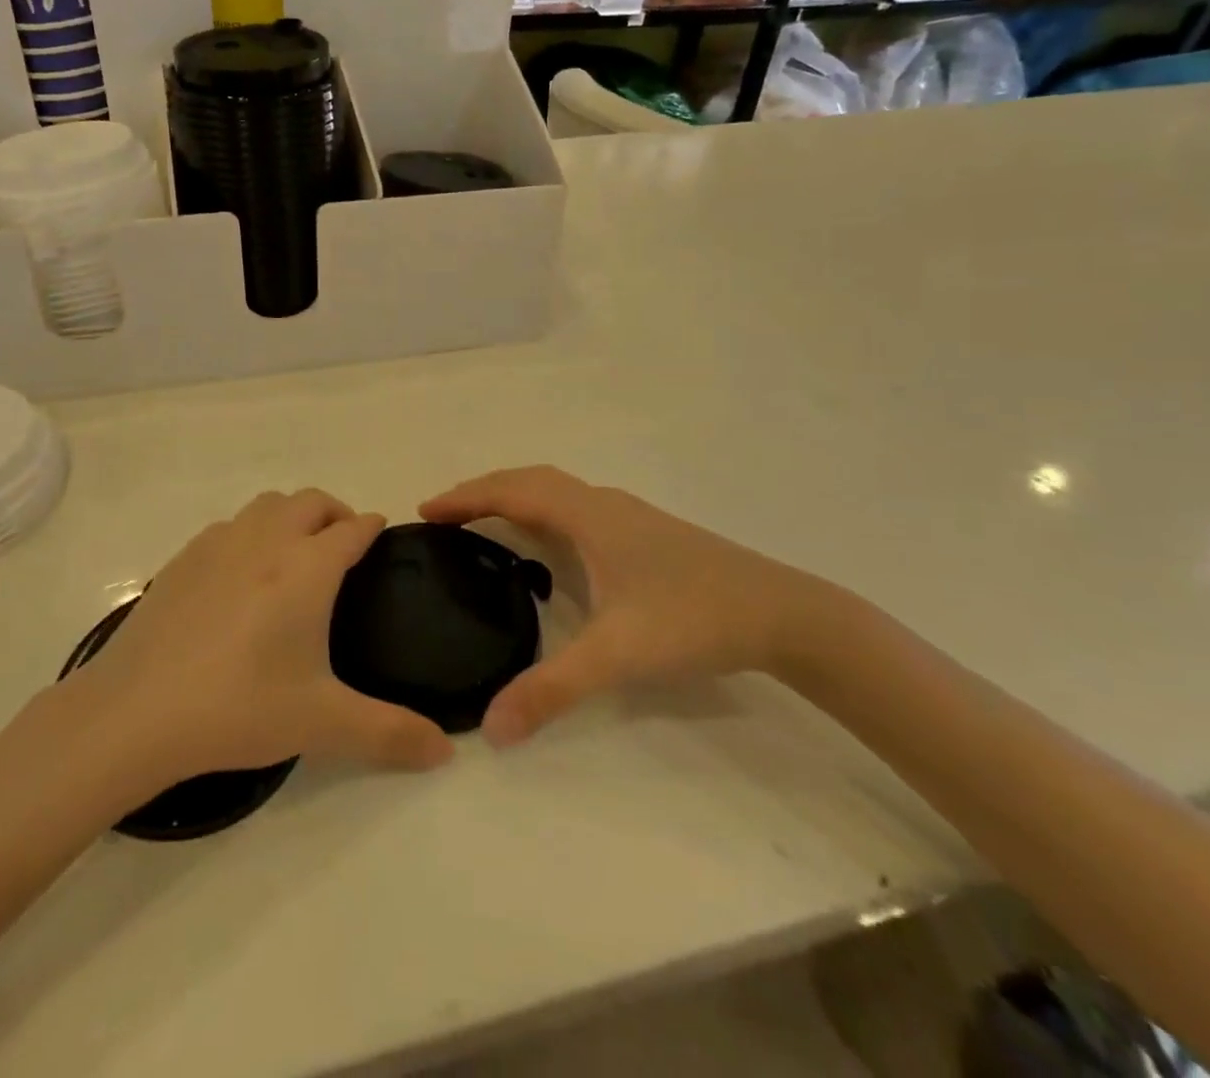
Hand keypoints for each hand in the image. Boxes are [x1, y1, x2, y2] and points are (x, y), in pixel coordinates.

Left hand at [66, 490, 454, 782]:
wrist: (136, 711)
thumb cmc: (239, 707)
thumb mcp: (322, 723)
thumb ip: (389, 734)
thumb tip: (446, 751)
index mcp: (307, 567)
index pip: (353, 528)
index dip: (372, 528)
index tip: (381, 538)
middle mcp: (266, 541)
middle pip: (311, 502)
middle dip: (335, 513)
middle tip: (344, 547)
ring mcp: (219, 544)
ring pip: (267, 505)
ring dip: (291, 516)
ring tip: (295, 555)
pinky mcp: (183, 559)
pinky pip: (228, 526)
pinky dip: (249, 533)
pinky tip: (240, 576)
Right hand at [421, 466, 839, 745]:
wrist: (784, 613)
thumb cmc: (694, 619)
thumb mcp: (618, 656)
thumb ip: (552, 690)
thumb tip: (491, 728)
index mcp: (589, 516)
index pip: (512, 491)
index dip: (466, 497)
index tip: (425, 510)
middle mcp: (603, 505)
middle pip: (530, 480)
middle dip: (482, 491)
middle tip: (444, 515)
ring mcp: (628, 516)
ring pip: (556, 491)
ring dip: (514, 496)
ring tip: (482, 522)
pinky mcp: (646, 534)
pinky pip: (575, 507)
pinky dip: (542, 510)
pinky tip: (548, 546)